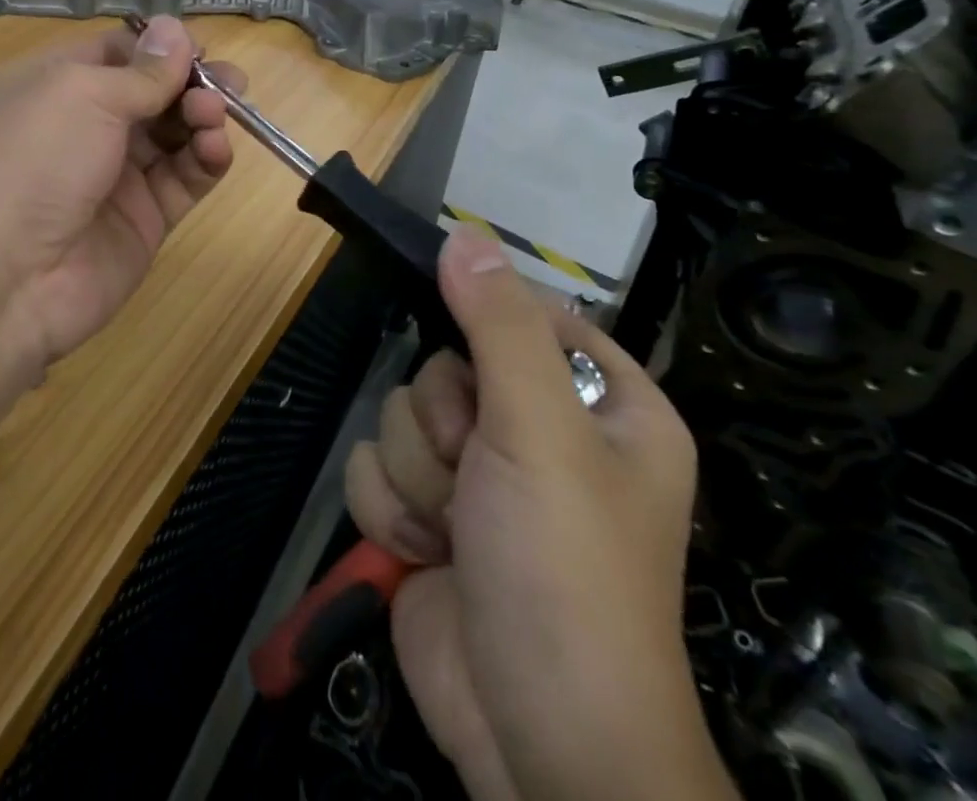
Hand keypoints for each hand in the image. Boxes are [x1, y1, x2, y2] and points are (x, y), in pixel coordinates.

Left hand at [0, 16, 242, 367]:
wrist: (4, 277)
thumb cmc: (34, 160)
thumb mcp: (84, 96)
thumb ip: (141, 70)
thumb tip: (175, 28)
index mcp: (58, 85)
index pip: (118, 53)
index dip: (160, 48)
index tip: (198, 48)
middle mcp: (87, 125)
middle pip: (154, 93)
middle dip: (193, 82)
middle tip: (231, 82)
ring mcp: (117, 174)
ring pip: (175, 134)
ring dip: (202, 117)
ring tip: (215, 114)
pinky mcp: (145, 218)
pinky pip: (185, 179)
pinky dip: (207, 160)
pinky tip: (216, 149)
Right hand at [345, 228, 734, 800]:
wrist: (534, 740)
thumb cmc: (565, 573)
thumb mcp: (540, 435)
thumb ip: (497, 329)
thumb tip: (463, 235)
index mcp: (600, 405)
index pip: (525, 316)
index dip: (486, 329)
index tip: (471, 362)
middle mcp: (537, 431)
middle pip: (444, 367)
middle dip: (446, 426)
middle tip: (480, 476)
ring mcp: (476, 477)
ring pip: (401, 415)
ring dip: (419, 478)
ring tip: (459, 532)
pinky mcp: (427, 515)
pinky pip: (376, 468)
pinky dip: (394, 512)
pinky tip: (428, 555)